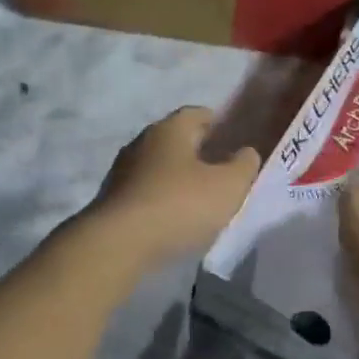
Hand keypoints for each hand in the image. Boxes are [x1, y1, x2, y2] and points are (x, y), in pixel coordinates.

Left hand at [86, 107, 261, 264]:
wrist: (118, 244)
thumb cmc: (179, 205)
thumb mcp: (228, 186)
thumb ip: (244, 165)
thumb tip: (246, 152)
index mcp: (170, 128)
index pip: (198, 114)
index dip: (220, 125)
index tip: (235, 143)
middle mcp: (143, 141)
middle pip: (178, 140)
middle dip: (200, 153)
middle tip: (223, 173)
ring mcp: (123, 170)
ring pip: (160, 166)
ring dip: (179, 178)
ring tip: (201, 199)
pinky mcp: (112, 199)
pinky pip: (146, 191)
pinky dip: (162, 198)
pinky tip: (174, 218)